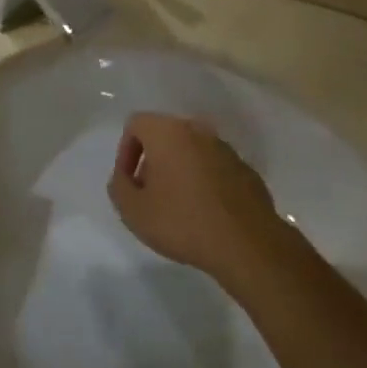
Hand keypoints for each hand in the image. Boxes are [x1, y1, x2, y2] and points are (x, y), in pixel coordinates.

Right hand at [107, 113, 279, 280]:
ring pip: (191, 151)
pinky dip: (204, 181)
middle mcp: (197, 131)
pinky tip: (204, 213)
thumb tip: (124, 177)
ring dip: (179, 170)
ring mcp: (225, 149)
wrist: (247, 244)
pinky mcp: (245, 169)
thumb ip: (119, 187)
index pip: (136, 124)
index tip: (129, 182)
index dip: (125, 151)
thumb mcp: (133, 211)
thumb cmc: (183, 221)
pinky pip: (214, 167)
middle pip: (165, 135)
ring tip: (177, 206)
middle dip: (152, 161)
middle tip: (149, 194)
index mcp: (168, 132)